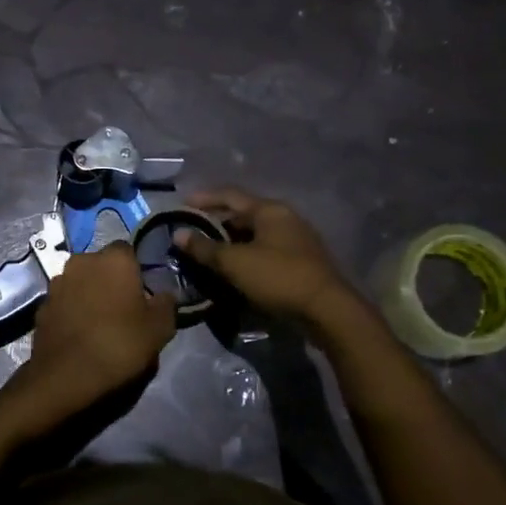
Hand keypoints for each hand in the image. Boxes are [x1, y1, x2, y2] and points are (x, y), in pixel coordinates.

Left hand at [21, 243, 175, 406]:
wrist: (66, 375)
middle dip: (111, 280)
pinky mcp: (41, 304)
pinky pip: (64, 301)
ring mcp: (57, 282)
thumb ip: (166, 304)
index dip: (136, 271)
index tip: (143, 294)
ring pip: (80, 281)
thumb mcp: (160, 328)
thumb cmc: (119, 345)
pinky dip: (72, 310)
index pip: (129, 251)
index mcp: (114, 259)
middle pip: (102, 264)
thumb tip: (164, 295)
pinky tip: (80, 333)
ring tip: (100, 322)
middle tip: (123, 308)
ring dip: (89, 293)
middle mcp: (82, 261)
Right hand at [177, 188, 355, 322]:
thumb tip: (178, 234)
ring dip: (231, 242)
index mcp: (269, 210)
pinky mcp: (301, 262)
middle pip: (243, 214)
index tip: (182, 204)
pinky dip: (246, 256)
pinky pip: (265, 251)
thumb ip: (205, 248)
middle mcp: (284, 218)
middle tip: (192, 234)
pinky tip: (234, 270)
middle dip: (216, 223)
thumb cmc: (278, 277)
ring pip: (255, 235)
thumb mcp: (235, 263)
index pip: (230, 195)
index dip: (204, 198)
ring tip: (209, 254)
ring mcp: (296, 240)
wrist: (327, 310)